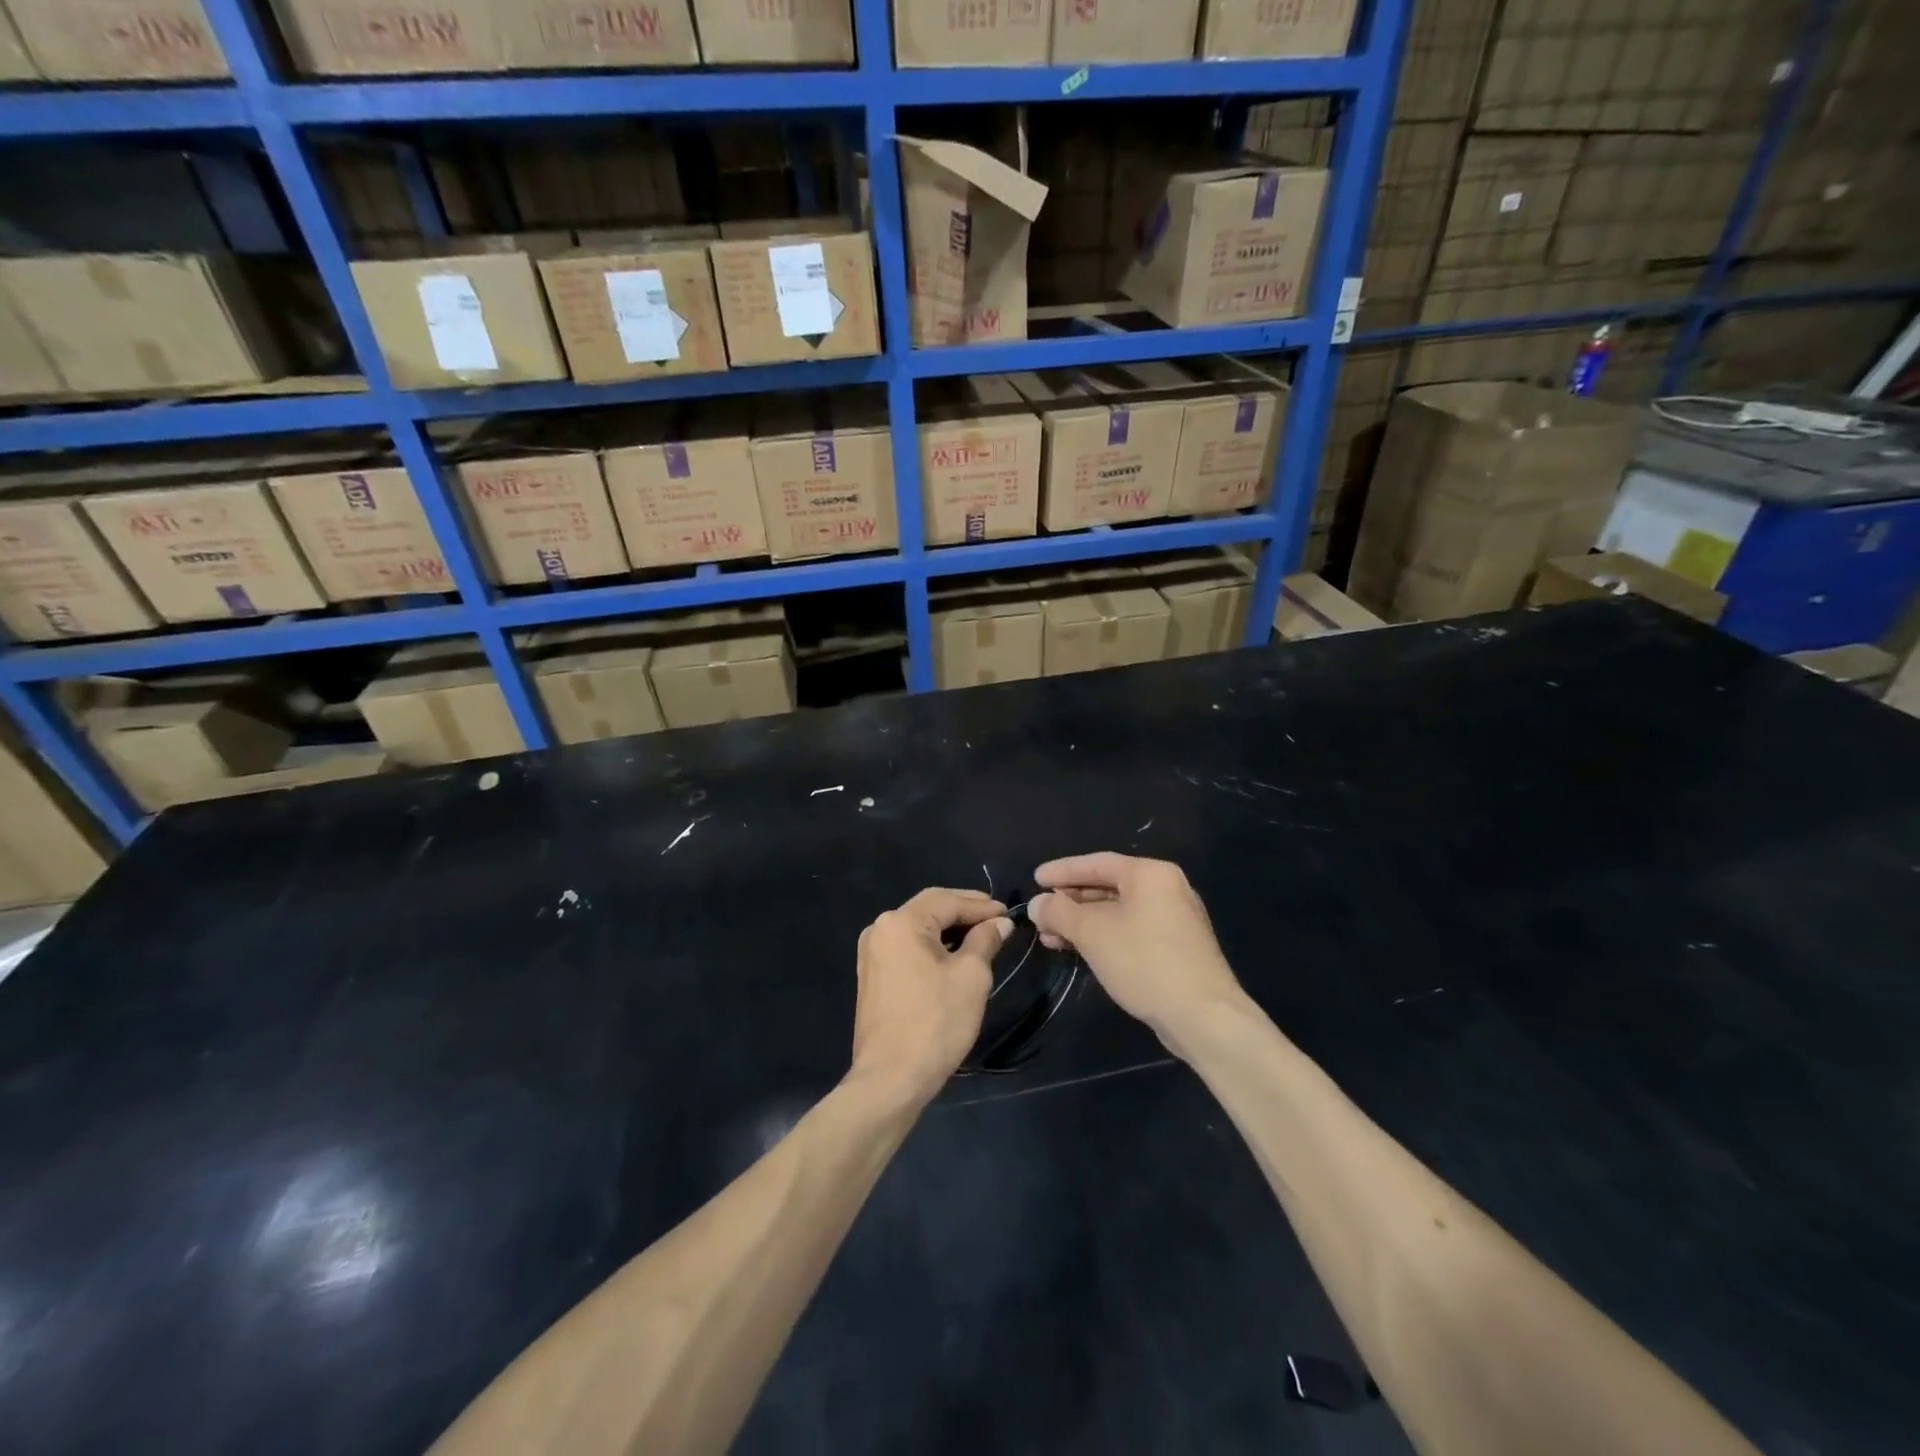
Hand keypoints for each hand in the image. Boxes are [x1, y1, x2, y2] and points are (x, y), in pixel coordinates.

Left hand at [850, 889, 1010, 1107]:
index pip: (947, 900)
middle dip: (965, 912)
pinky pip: (908, 948)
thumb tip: (998, 923)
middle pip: (929, 909)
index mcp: (901, 922)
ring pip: (918, 929)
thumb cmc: (935, 1022)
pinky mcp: (873, 976)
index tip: (1008, 914)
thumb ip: (985, 941)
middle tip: (997, 920)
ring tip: (982, 937)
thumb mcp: (971, 977)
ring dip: (950, 930)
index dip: (981, 905)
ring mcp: (872, 954)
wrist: (891, 1079)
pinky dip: (933, 947)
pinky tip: (955, 956)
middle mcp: (880, 929)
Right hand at [1028, 854, 1246, 1054]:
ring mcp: (1175, 920)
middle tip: (1041, 913)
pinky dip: (1104, 937)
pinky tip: (1082, 951)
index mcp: (1150, 874)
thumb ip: (1060, 913)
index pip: (1097, 863)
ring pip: (1119, 913)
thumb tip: (1038, 904)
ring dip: (1083, 923)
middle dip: (1071, 902)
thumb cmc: (1144, 962)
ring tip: (1052, 938)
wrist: (1203, 1017)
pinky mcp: (1177, 948)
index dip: (1062, 871)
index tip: (1035, 879)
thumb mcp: (1093, 933)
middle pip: (1108, 886)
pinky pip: (1131, 931)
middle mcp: (1166, 889)